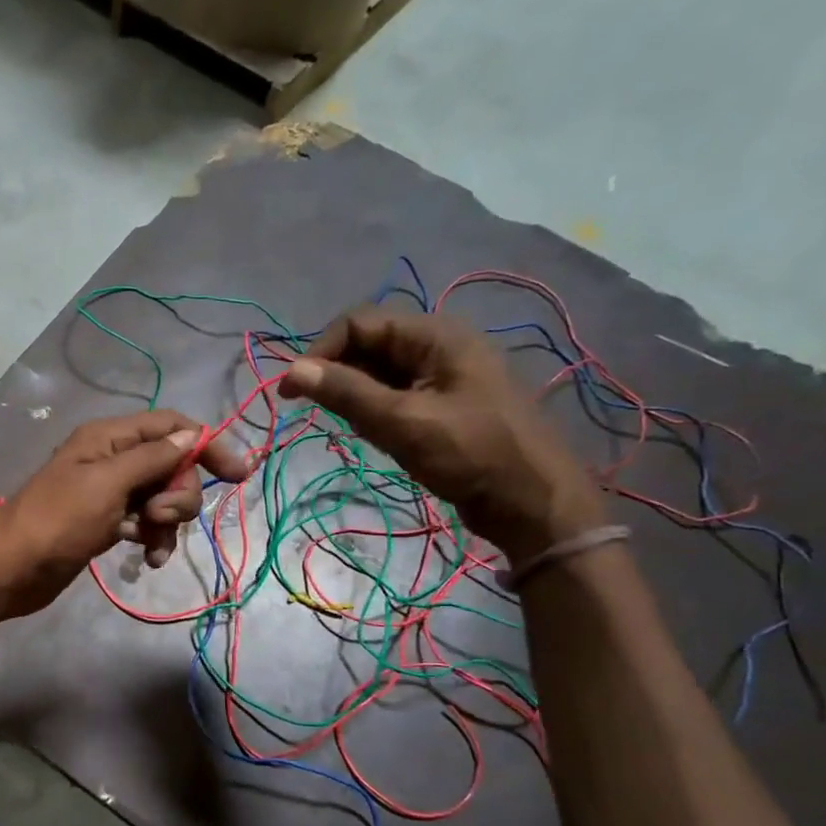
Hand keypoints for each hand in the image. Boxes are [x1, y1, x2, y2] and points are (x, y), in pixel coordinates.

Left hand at [0, 410, 246, 620]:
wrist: (11, 571)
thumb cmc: (56, 522)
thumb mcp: (107, 484)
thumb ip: (151, 458)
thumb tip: (193, 435)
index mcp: (109, 438)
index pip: (171, 426)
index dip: (206, 444)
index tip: (238, 474)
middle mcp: (112, 459)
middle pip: (172, 465)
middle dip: (179, 493)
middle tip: (159, 517)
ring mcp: (110, 493)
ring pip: (162, 497)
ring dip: (168, 522)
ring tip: (151, 545)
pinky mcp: (107, 523)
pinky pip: (146, 523)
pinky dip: (153, 538)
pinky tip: (148, 558)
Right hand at [277, 310, 602, 565]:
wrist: (533, 502)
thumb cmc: (471, 454)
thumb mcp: (402, 422)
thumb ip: (346, 393)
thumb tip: (291, 370)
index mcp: (435, 335)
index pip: (358, 323)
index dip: (319, 352)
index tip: (292, 393)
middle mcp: (438, 345)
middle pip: (367, 345)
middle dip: (338, 376)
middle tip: (323, 415)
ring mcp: (443, 375)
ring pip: (378, 373)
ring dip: (356, 397)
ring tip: (361, 431)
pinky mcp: (443, 403)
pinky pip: (395, 395)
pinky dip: (375, 412)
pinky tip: (379, 437)